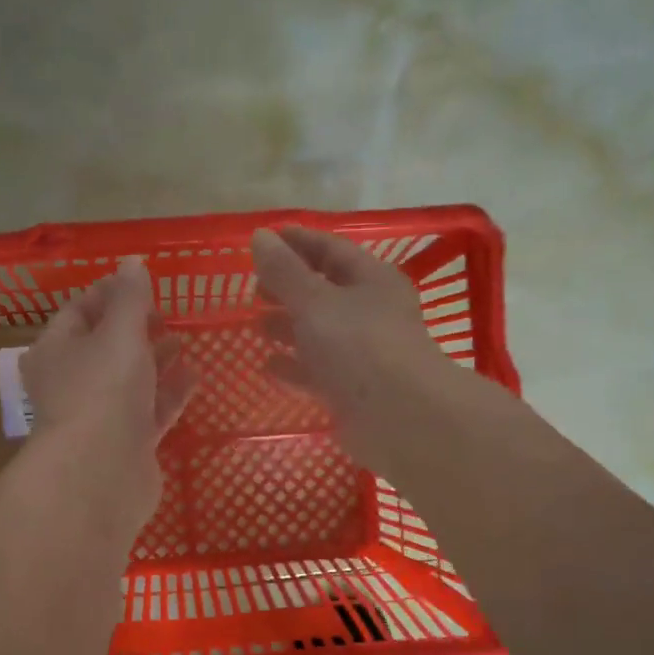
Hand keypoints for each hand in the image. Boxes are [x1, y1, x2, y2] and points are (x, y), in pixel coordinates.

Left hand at [19, 257, 195, 527]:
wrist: (102, 474)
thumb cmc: (103, 390)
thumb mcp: (119, 333)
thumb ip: (130, 298)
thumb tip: (132, 262)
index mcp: (56, 351)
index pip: (77, 311)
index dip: (107, 293)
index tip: (141, 283)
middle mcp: (73, 382)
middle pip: (104, 347)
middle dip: (134, 327)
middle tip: (165, 312)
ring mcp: (101, 415)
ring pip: (129, 379)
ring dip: (154, 358)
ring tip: (183, 339)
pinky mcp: (127, 443)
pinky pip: (150, 409)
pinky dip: (169, 392)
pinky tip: (194, 374)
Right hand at [252, 226, 459, 475]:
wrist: (399, 418)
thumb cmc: (359, 345)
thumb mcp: (315, 301)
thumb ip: (284, 271)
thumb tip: (260, 236)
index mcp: (372, 280)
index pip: (331, 250)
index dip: (298, 242)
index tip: (264, 239)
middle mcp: (371, 314)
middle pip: (325, 292)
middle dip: (289, 288)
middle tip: (254, 289)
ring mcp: (363, 355)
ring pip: (320, 334)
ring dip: (290, 328)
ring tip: (257, 326)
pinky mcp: (353, 391)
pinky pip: (318, 372)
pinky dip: (294, 367)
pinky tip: (268, 366)